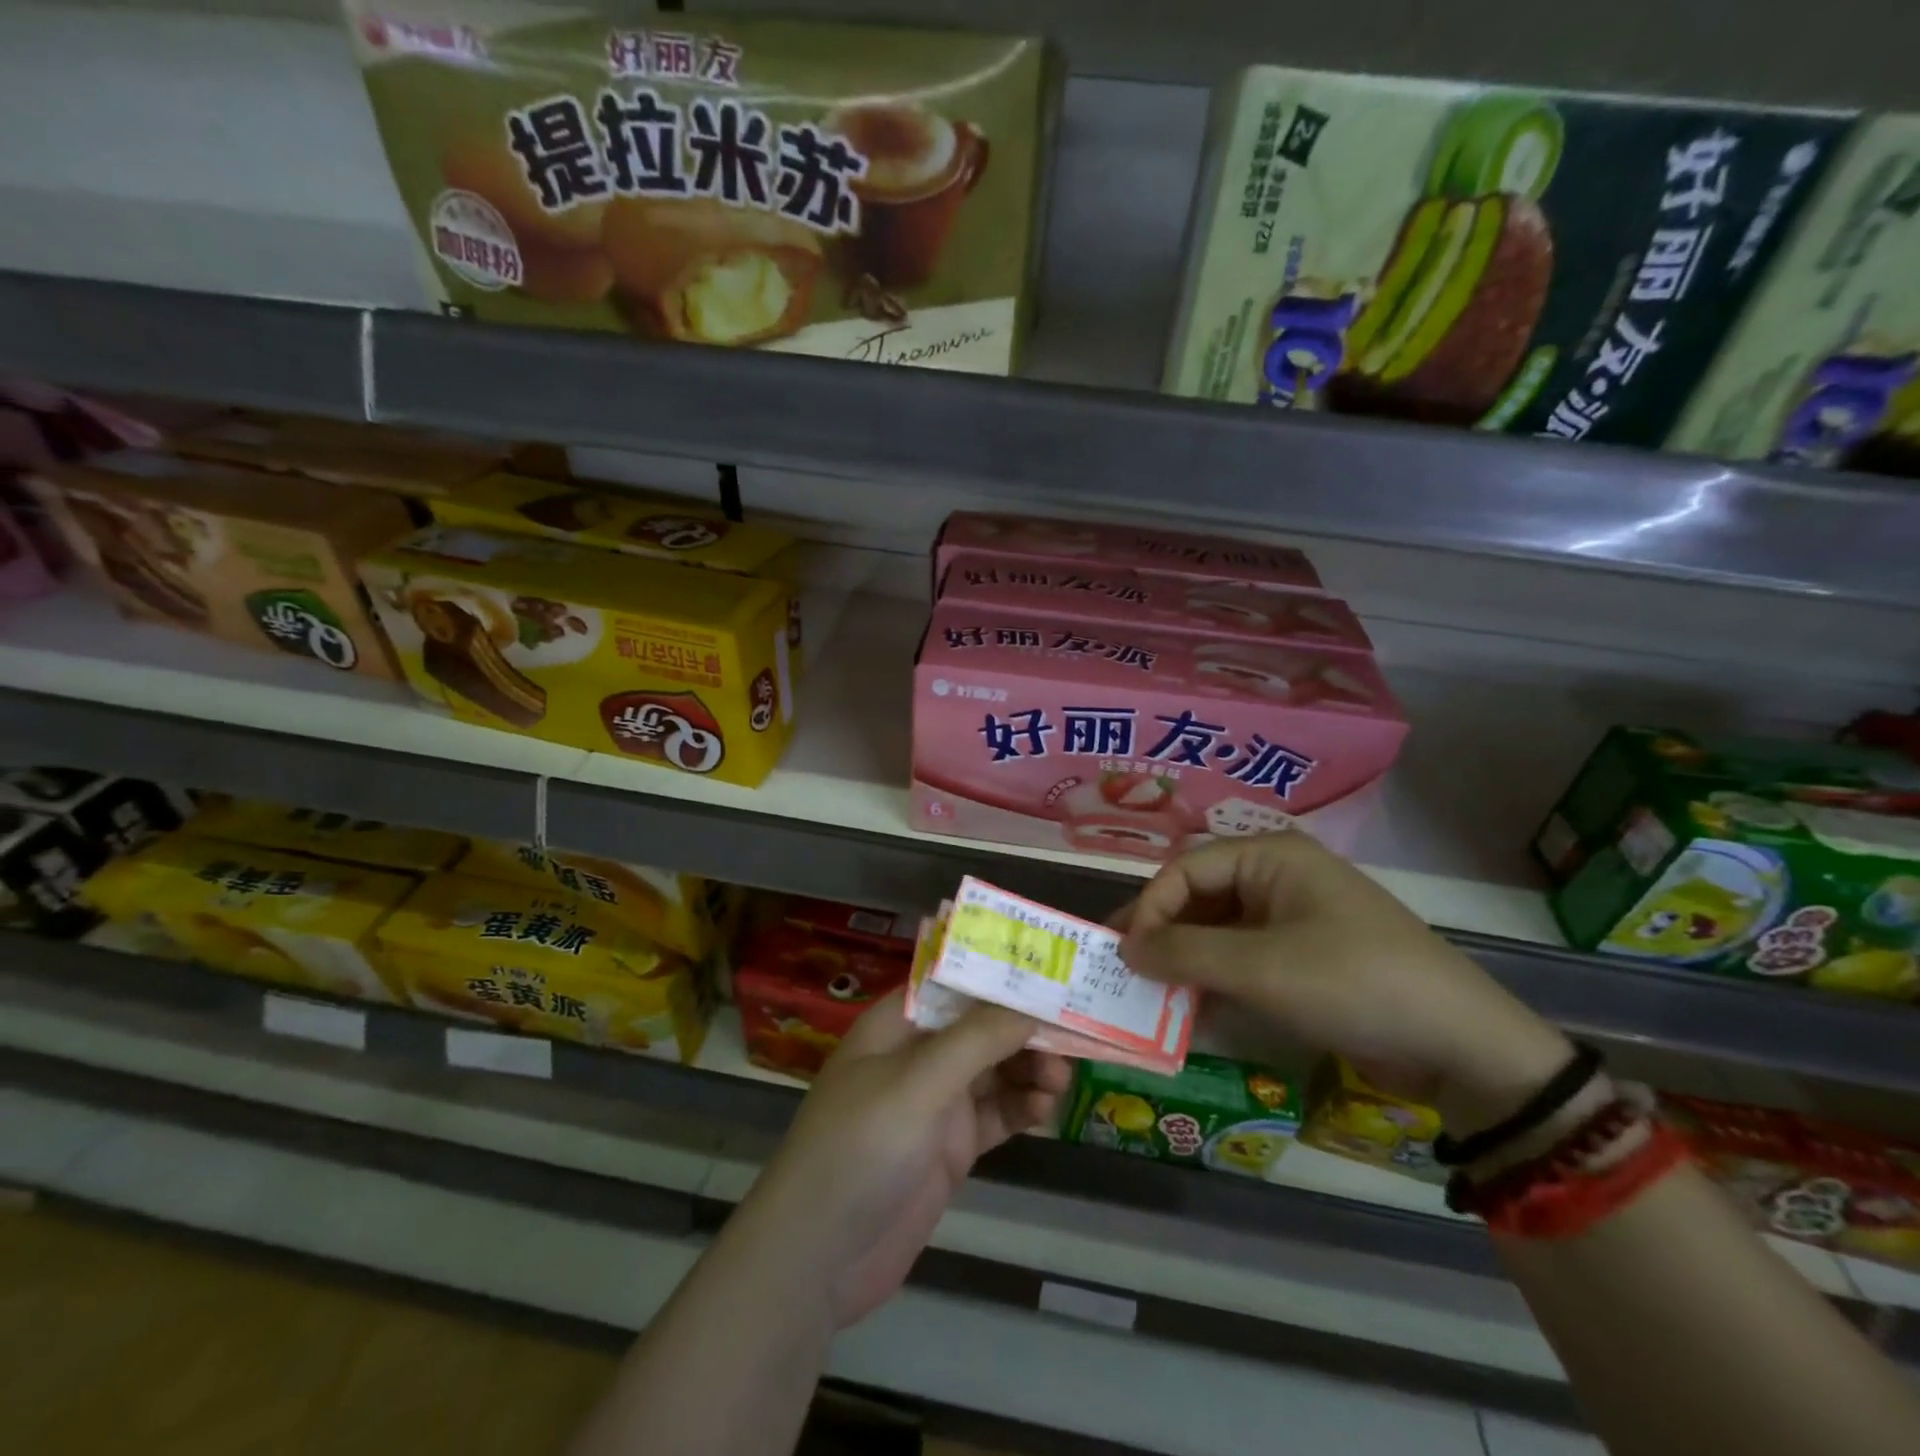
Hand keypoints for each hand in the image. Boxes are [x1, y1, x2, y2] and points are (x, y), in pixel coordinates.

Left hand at [741, 991, 1070, 1329]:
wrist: (818, 1257)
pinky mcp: (950, 1148)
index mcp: (898, 1024)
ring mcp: (935, 1103)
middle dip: (1024, 1028)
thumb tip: (1030, 1003)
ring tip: (1059, 1079)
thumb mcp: (918, 1082)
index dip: (1001, 975)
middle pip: (982, 1026)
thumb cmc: (860, 1147)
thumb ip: (976, 1040)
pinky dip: (1022, 1108)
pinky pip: (996, 1115)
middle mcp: (918, 1055)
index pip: (955, 983)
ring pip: (995, 1070)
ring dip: (1029, 1068)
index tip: (1052, 974)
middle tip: (1071, 1036)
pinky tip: (1044, 1110)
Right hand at [1117, 832, 1571, 1136]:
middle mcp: (1277, 876)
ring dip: (1185, 958)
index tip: (1126, 955)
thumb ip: (1185, 953)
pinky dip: (1215, 977)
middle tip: (1124, 970)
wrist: (1461, 1044)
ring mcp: (1292, 916)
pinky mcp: (1304, 955)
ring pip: (1219, 928)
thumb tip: (1126, 950)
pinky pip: (1243, 955)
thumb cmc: (1353, 984)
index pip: (1185, 869)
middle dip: (1162, 932)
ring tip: (1149, 992)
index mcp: (1270, 856)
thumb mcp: (1261, 968)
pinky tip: (1191, 1004)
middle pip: (1199, 895)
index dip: (1150, 908)